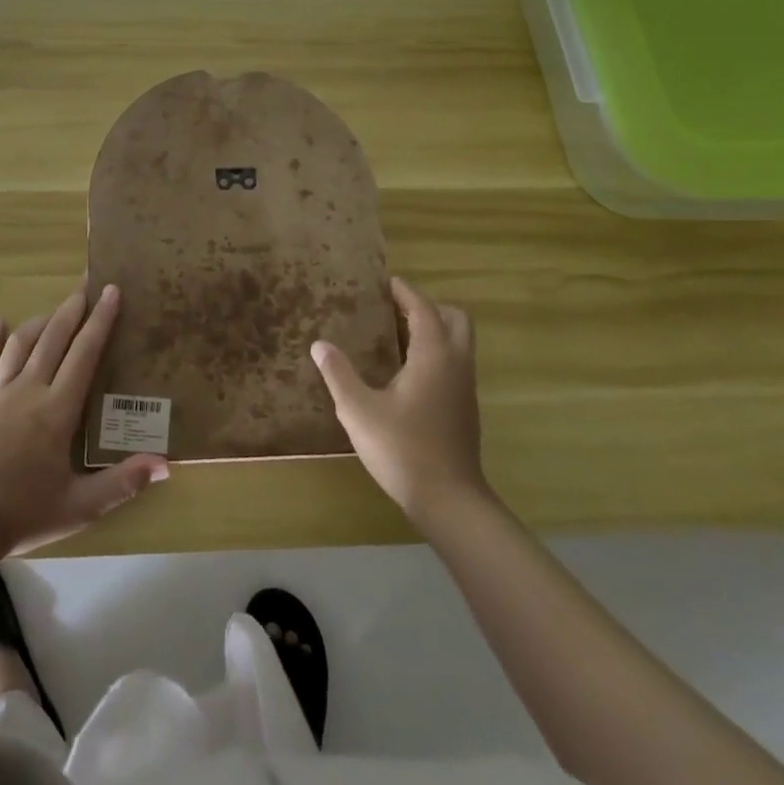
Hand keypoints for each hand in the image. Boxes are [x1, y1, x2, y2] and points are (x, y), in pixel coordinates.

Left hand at [0, 281, 168, 556]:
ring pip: (20, 344)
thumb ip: (122, 483)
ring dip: (39, 322)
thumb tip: (165, 465)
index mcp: (58, 409)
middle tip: (85, 286)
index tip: (111, 291)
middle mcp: (29, 389)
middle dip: (72, 309)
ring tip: (53, 311)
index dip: (100, 320)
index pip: (85, 353)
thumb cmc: (24, 513)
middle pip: (53, 338)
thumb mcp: (81, 506)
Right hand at [312, 276, 490, 524]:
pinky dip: (435, 354)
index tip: (385, 282)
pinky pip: (453, 364)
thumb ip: (339, 374)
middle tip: (394, 310)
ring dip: (433, 331)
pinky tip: (405, 373)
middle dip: (428, 307)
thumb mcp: (359, 410)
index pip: (424, 309)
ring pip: (457, 343)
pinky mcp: (464, 409)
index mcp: (433, 356)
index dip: (405, 292)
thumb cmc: (403, 449)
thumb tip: (319, 344)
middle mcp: (455, 365)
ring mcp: (464, 388)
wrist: (449, 502)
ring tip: (394, 336)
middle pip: (454, 319)